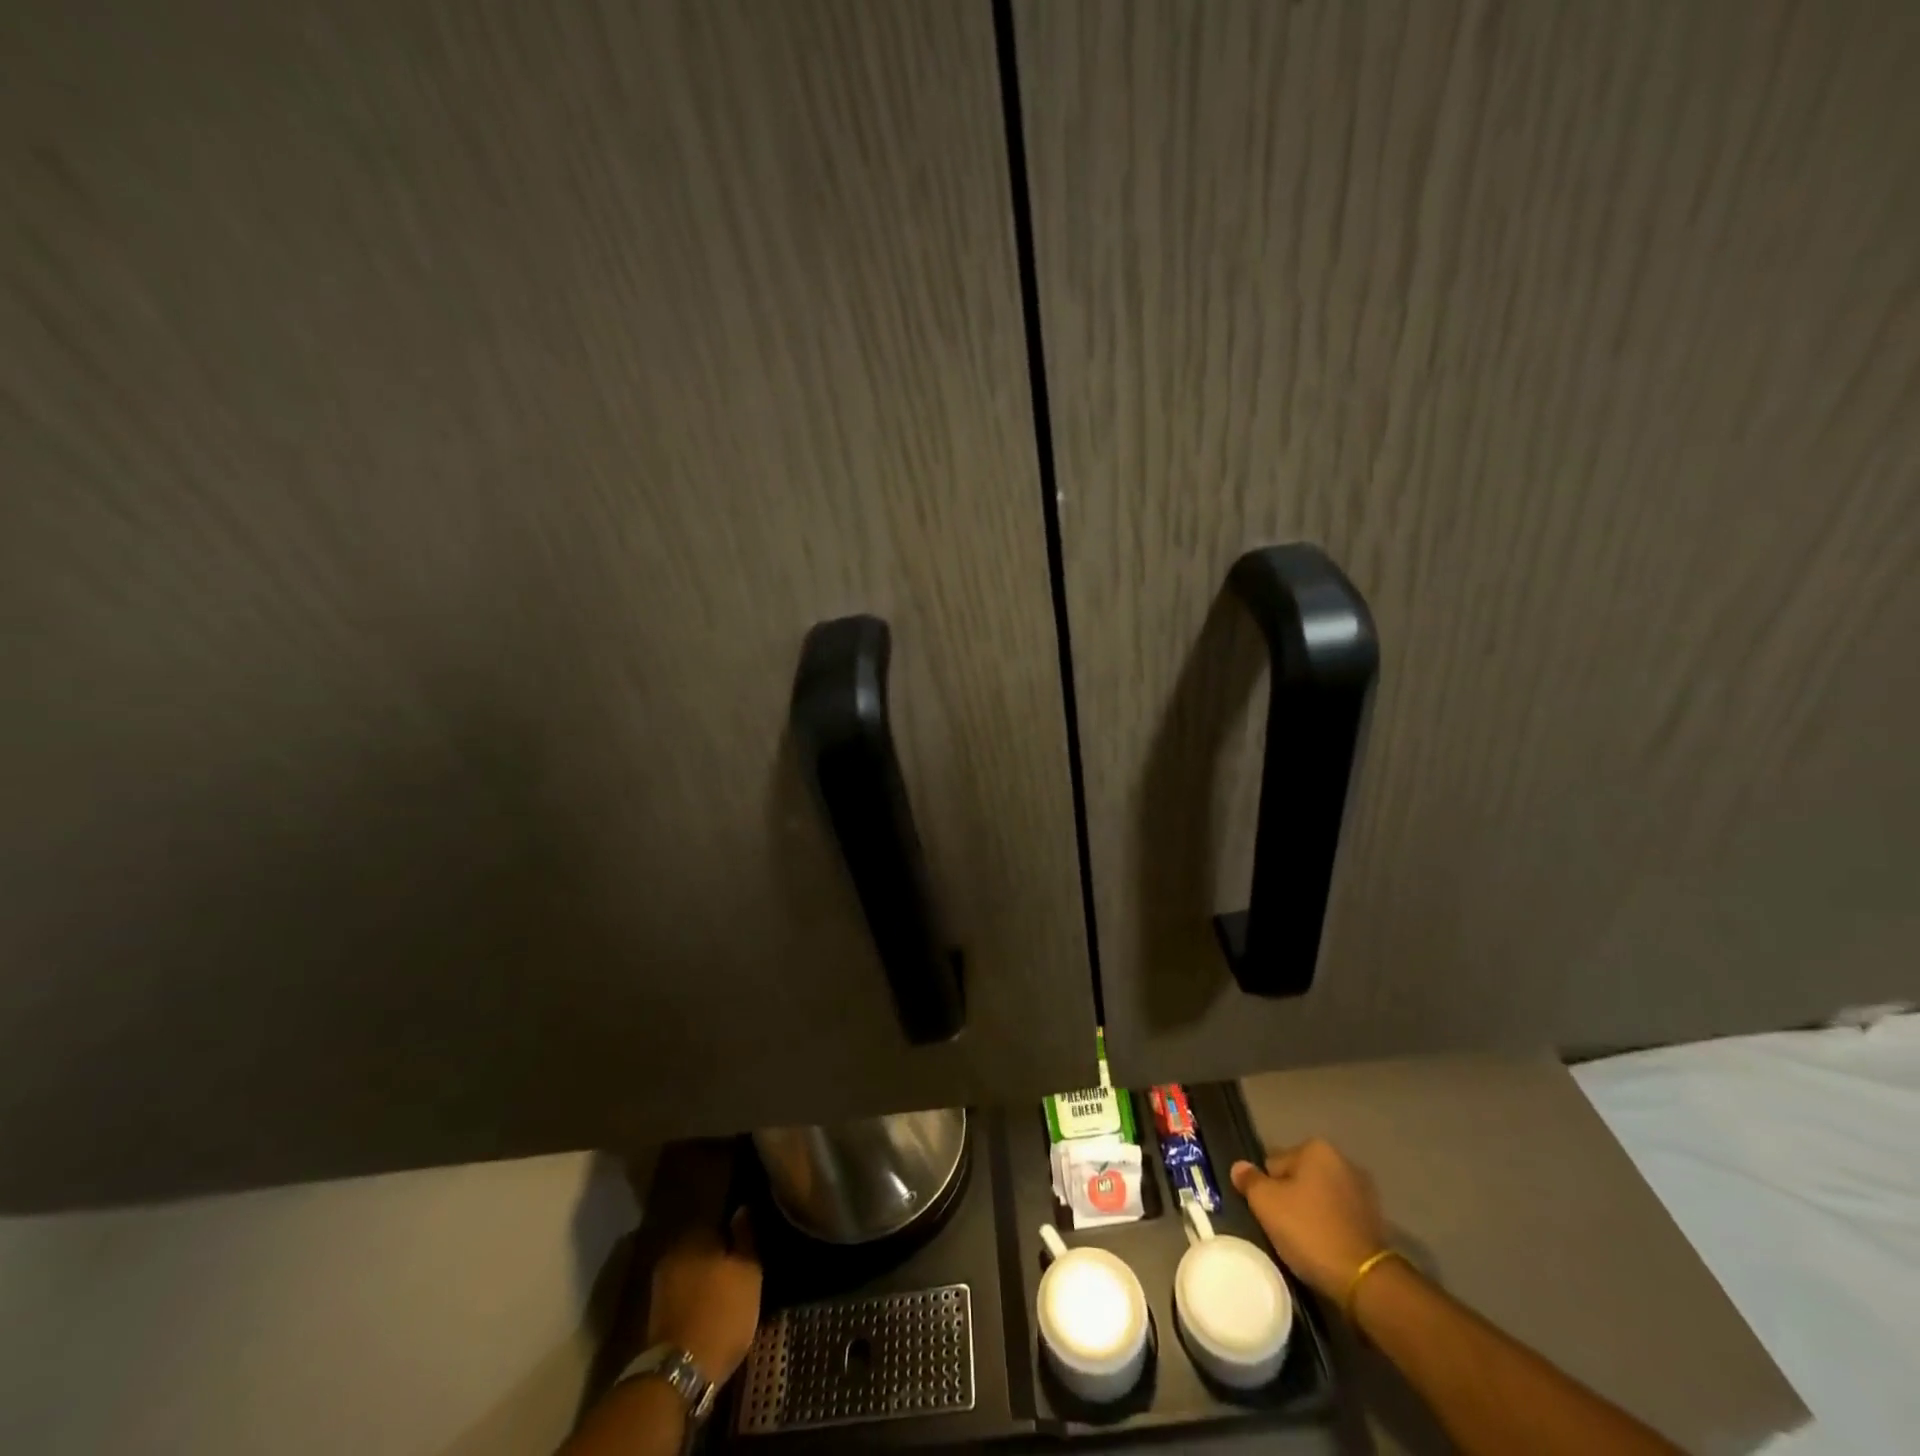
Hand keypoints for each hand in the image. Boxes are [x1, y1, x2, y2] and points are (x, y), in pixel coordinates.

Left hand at [645, 1208, 762, 1384]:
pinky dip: (698, 1300)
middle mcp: (673, 1254)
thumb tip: (741, 1210)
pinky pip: (685, 1295)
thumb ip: (745, 1238)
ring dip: (708, 1280)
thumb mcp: (748, 1272)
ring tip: (730, 1294)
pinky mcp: (657, 1315)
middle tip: (743, 1272)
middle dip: (720, 1257)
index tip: (750, 1248)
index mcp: (694, 1236)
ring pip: (693, 1272)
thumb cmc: (722, 1313)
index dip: (736, 1234)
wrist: (680, 1373)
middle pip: (704, 1248)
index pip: (719, 1222)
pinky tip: (713, 1311)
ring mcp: (661, 1286)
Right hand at [1230, 1138, 1387, 1299]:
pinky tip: (1324, 1247)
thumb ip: (1249, 1180)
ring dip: (1311, 1211)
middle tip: (1283, 1226)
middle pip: (1299, 1177)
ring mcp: (1364, 1192)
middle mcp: (1343, 1161)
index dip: (1267, 1188)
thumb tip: (1239, 1167)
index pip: (1275, 1163)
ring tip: (1304, 1240)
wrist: (1363, 1280)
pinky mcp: (1376, 1221)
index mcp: (1317, 1149)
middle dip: (1290, 1197)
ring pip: (1320, 1197)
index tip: (1269, 1212)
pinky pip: (1339, 1216)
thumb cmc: (1308, 1230)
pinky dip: (1330, 1226)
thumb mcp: (1266, 1203)